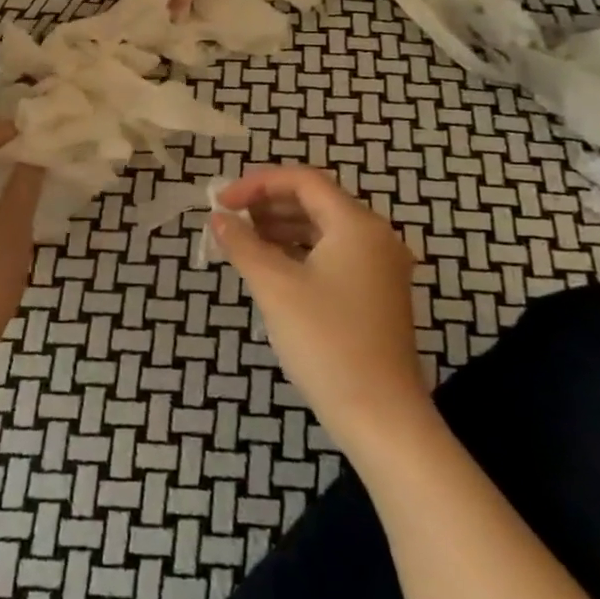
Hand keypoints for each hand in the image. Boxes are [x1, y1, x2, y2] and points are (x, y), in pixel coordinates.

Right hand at [213, 165, 429, 440]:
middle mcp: (375, 237)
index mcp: (357, 225)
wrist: (381, 417)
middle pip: (315, 201)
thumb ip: (242, 244)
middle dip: (267, 204)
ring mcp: (380, 267)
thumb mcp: (275, 286)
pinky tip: (271, 267)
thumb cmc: (326, 341)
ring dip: (280, 227)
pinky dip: (298, 251)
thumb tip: (218, 218)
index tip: (221, 202)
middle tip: (229, 219)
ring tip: (242, 240)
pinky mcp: (376, 294)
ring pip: (323, 229)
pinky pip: (332, 255)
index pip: (303, 180)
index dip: (257, 183)